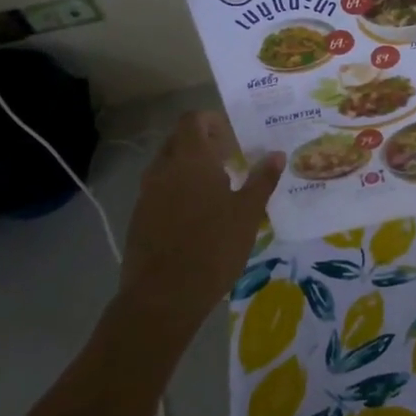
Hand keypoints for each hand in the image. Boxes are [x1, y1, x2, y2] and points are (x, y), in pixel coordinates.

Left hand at [120, 112, 282, 328]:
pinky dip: (177, 190)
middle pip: (179, 140)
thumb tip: (277, 154)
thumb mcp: (248, 213)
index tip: (232, 138)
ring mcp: (147, 193)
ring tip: (216, 189)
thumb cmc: (214, 247)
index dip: (212, 121)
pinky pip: (159, 189)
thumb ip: (262, 180)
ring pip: (167, 165)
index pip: (193, 120)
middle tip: (229, 160)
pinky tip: (196, 216)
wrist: (163, 295)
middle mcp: (164, 168)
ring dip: (189, 168)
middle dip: (202, 143)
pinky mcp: (139, 217)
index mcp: (191, 159)